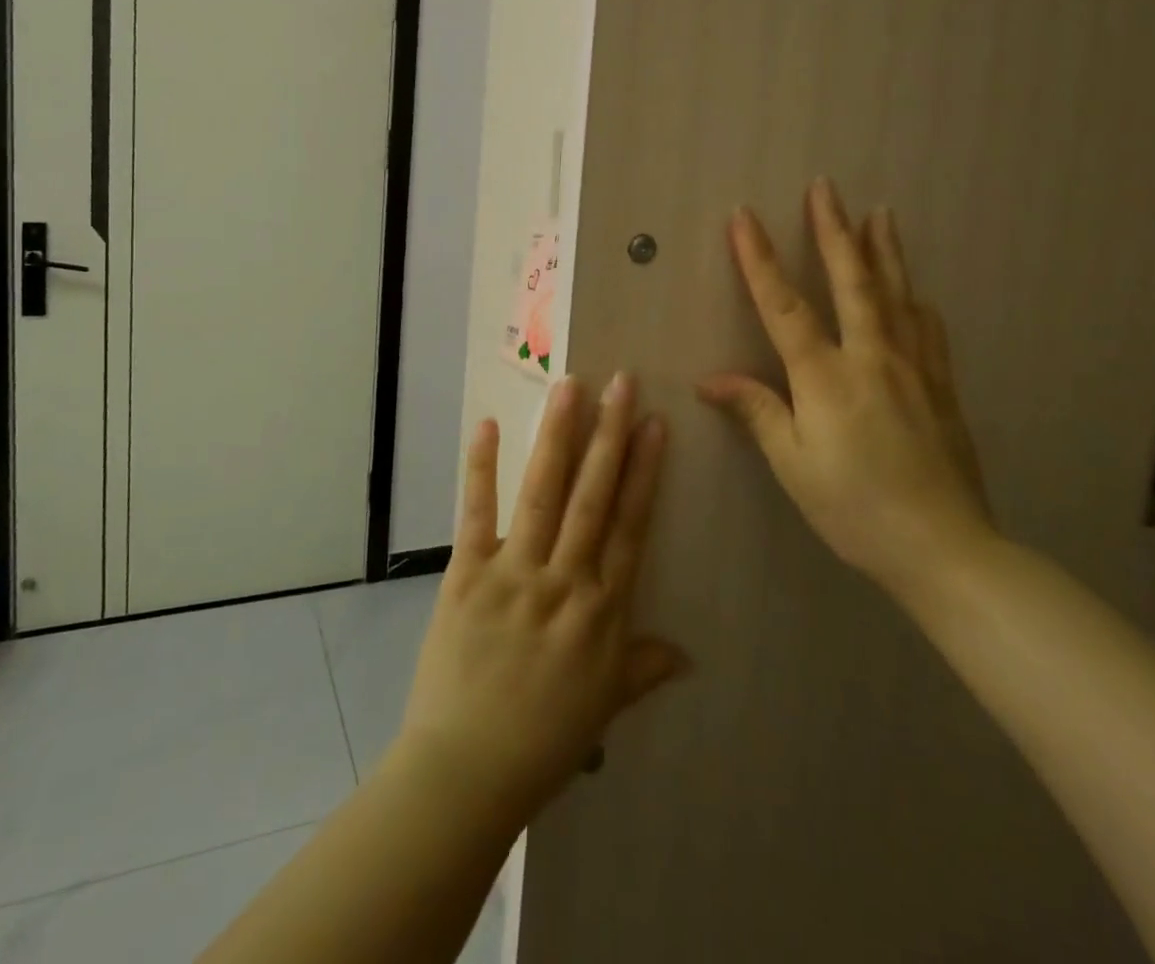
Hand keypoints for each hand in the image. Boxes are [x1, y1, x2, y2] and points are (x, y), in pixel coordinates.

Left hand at [394, 376, 688, 822]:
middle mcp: (564, 581)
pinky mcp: (467, 575)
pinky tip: (487, 426)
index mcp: (601, 610)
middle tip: (621, 382)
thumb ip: (643, 668)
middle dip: (609, 435)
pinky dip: (481, 469)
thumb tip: (688, 654)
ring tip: (571, 388)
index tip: (654, 424)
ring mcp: (514, 574)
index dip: (645, 472)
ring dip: (557, 437)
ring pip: (543, 493)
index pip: (630, 526)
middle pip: (593, 496)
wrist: (466, 772)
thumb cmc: (542, 741)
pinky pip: (476, 514)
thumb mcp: (604, 706)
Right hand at [698, 180, 995, 605]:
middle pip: (851, 280)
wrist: (945, 548)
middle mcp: (872, 357)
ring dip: (883, 249)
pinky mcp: (941, 385)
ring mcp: (914, 367)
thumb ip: (757, 411)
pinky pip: (927, 328)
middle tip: (825, 186)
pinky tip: (914, 289)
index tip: (744, 216)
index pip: (784, 305)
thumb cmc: (855, 509)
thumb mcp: (793, 466)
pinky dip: (914, 298)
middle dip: (833, 229)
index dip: (760, 259)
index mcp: (826, 377)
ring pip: (896, 294)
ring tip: (879, 212)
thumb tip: (709, 379)